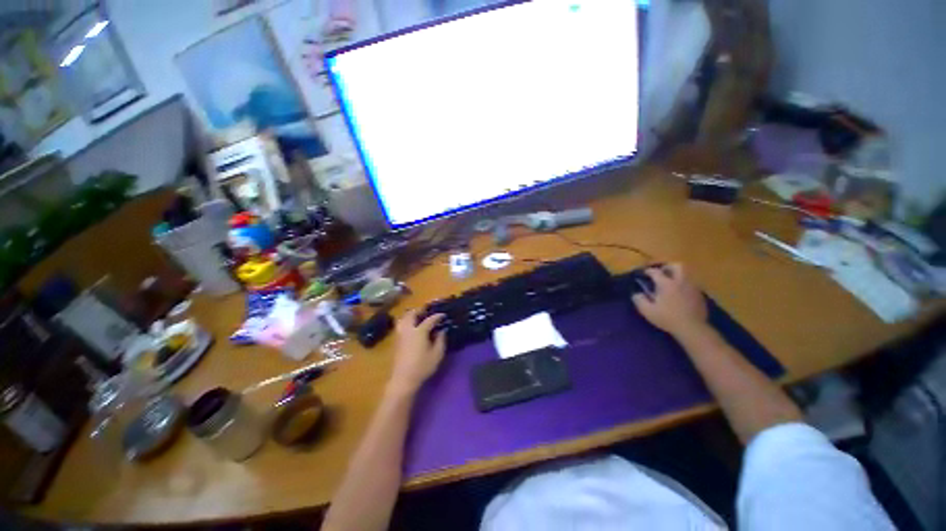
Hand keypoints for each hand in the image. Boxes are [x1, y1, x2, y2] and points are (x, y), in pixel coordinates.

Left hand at [388, 310, 445, 393]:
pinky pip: (400, 325)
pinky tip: (412, 326)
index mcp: (419, 331)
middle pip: (412, 314)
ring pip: (403, 318)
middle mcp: (408, 330)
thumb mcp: (437, 354)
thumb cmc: (422, 367)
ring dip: (411, 314)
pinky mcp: (396, 341)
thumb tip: (442, 330)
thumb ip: (441, 340)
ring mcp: (400, 335)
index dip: (437, 316)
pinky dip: (406, 321)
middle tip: (428, 311)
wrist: (403, 379)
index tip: (443, 315)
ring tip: (418, 316)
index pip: (430, 319)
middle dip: (420, 310)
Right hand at [632, 263, 707, 336]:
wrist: (692, 328)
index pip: (656, 272)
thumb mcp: (647, 311)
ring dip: (677, 275)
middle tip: (661, 272)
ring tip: (670, 283)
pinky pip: (690, 283)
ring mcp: (692, 287)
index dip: (648, 271)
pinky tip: (679, 293)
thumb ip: (639, 300)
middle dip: (668, 267)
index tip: (643, 273)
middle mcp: (680, 281)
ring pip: (686, 274)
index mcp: (666, 284)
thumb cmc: (667, 318)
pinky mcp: (699, 294)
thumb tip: (636, 294)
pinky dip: (683, 284)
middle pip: (677, 266)